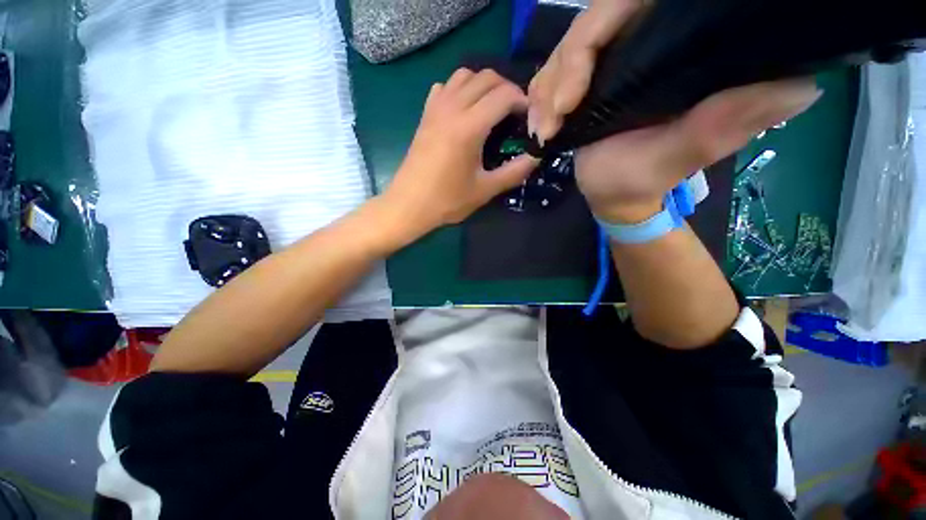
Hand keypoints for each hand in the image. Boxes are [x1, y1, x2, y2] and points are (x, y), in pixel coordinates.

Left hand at [380, 68, 538, 245]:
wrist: (409, 205)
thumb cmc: (447, 201)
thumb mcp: (485, 190)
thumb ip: (513, 172)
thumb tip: (535, 158)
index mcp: (469, 127)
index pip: (504, 95)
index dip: (522, 101)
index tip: (529, 118)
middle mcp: (452, 109)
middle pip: (486, 77)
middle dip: (506, 88)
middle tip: (514, 113)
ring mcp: (435, 109)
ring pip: (463, 75)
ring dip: (483, 84)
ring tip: (491, 108)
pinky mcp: (425, 116)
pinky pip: (444, 87)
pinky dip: (459, 89)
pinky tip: (463, 110)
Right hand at [527, 0, 820, 222]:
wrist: (612, 195)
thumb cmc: (642, 180)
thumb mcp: (682, 156)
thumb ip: (724, 124)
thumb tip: (802, 84)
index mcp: (674, 50)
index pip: (625, 6)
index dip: (589, 39)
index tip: (569, 98)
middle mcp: (644, 43)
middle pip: (588, 25)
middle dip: (559, 75)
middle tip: (550, 122)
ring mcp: (611, 60)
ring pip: (564, 49)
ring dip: (545, 90)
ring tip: (544, 129)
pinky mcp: (588, 79)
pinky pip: (553, 73)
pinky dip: (539, 97)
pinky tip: (540, 122)